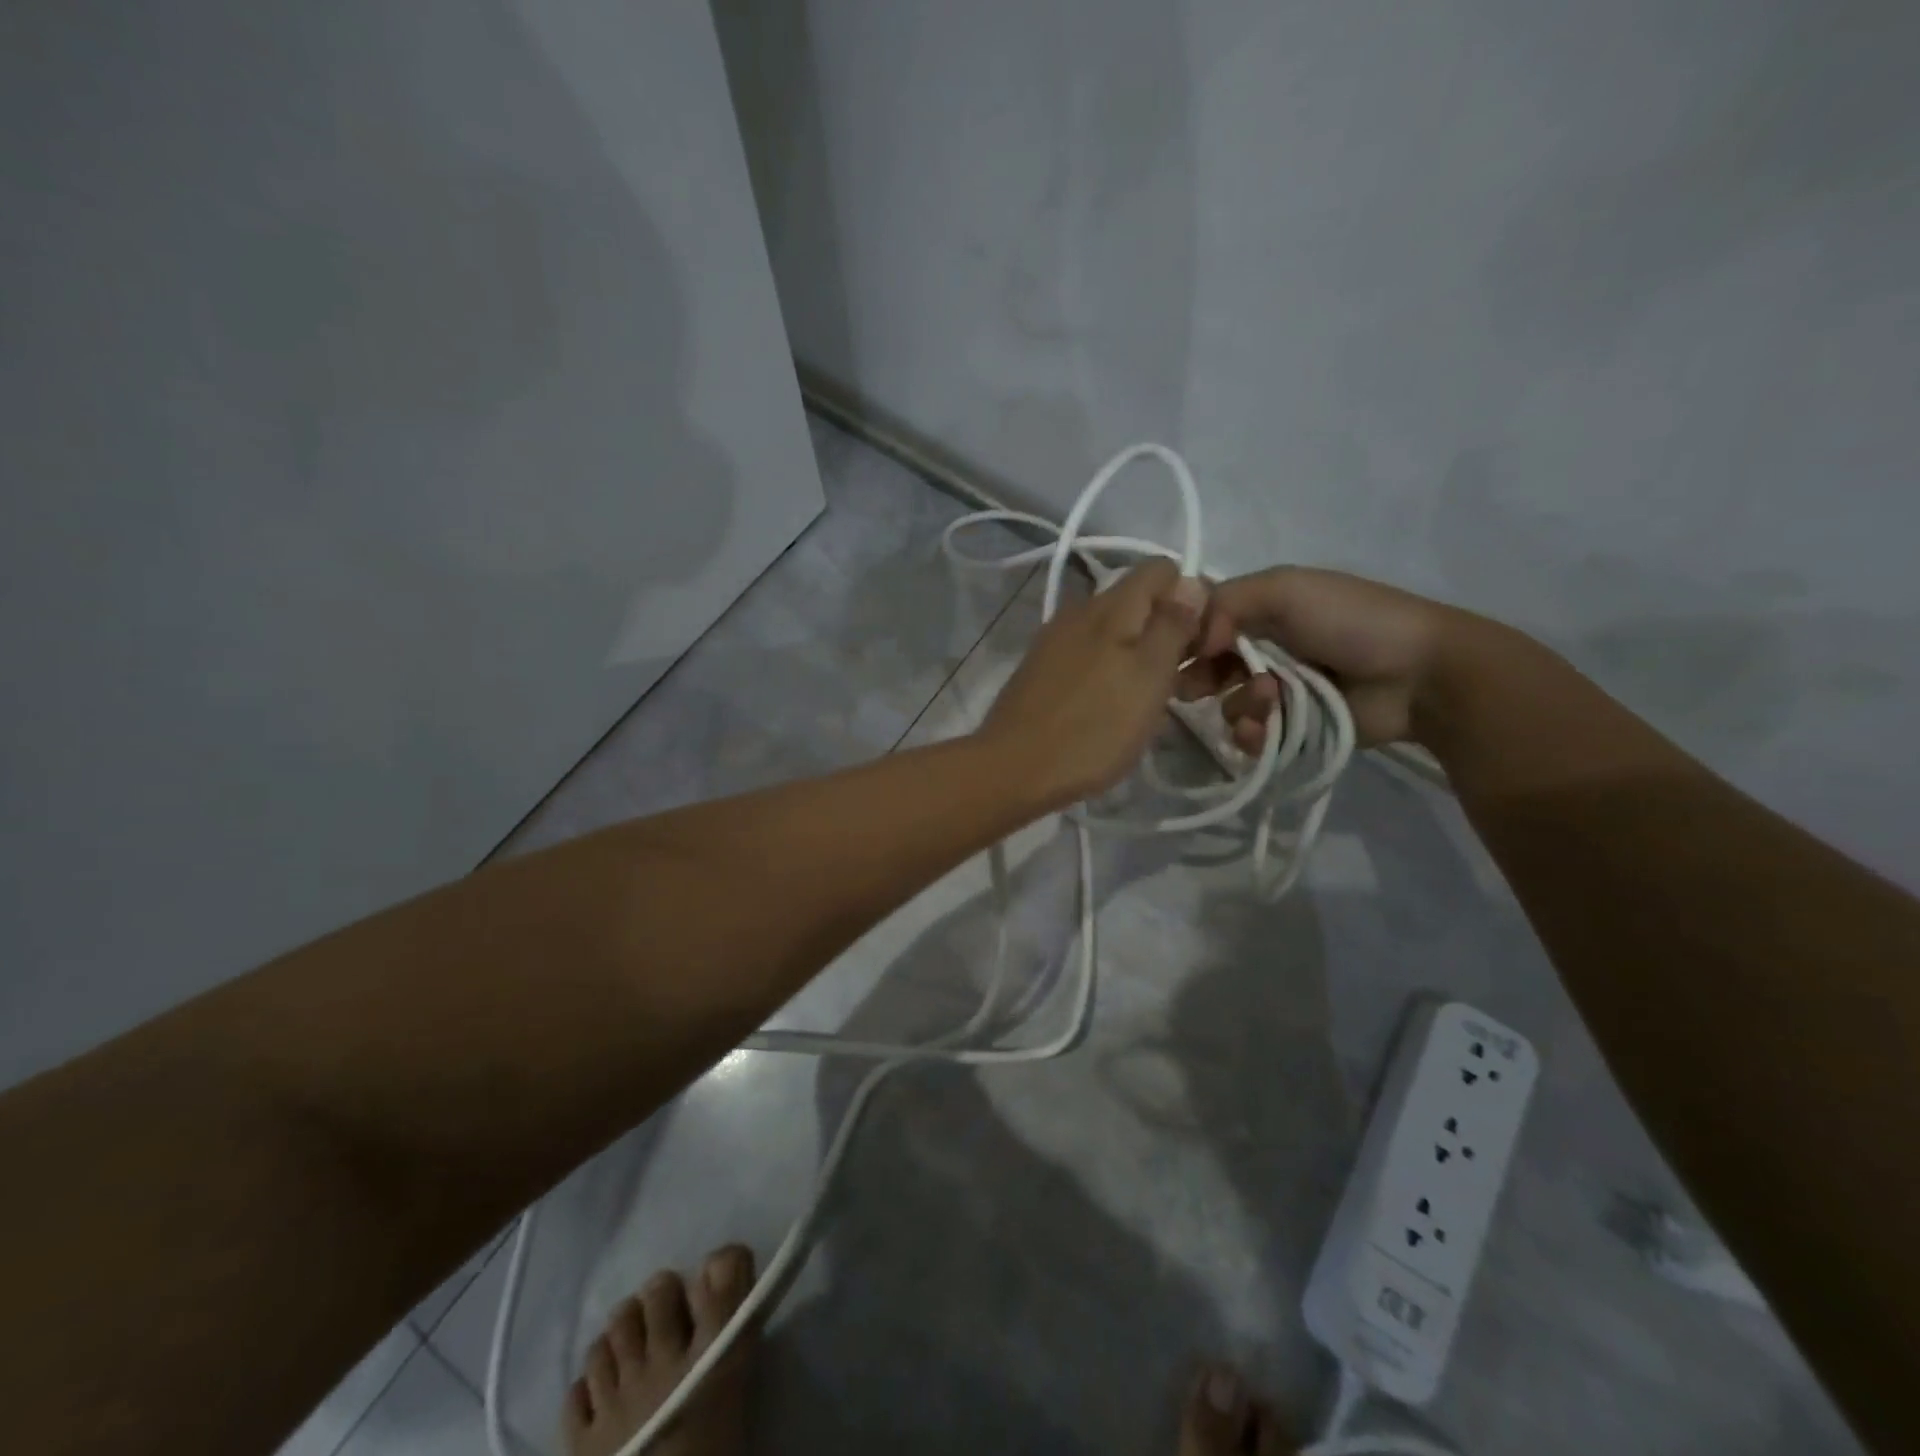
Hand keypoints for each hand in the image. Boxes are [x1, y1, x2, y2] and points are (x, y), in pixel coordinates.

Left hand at [979, 560, 1206, 803]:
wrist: (1013, 769)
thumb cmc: (1093, 728)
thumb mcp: (1149, 677)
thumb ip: (1172, 625)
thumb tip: (1191, 581)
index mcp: (1110, 605)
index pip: (1162, 569)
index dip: (1192, 597)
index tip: (1202, 643)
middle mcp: (1078, 610)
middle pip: (1137, 600)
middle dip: (1166, 630)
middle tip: (1181, 680)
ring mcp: (1054, 639)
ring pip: (1112, 630)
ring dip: (1138, 654)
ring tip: (1148, 699)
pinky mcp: (1039, 668)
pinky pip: (1087, 654)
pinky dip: (1108, 670)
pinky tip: (1110, 707)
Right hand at [1179, 568, 1476, 747]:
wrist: (1419, 674)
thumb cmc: (1351, 621)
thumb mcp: (1286, 588)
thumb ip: (1226, 602)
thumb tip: (1193, 642)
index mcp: (1261, 610)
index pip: (1202, 623)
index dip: (1183, 639)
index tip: (1169, 654)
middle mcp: (1264, 649)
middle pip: (1206, 668)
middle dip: (1199, 678)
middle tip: (1196, 689)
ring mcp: (1279, 692)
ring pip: (1228, 706)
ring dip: (1240, 705)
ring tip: (1270, 702)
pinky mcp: (1293, 728)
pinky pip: (1253, 737)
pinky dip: (1254, 734)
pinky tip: (1267, 730)